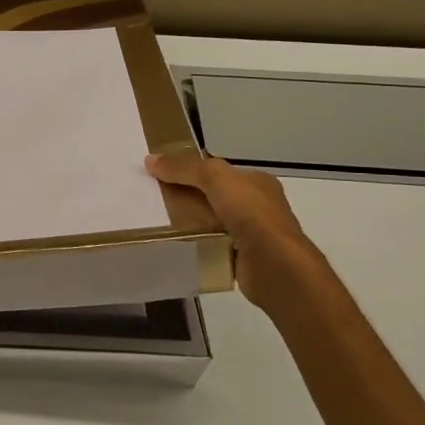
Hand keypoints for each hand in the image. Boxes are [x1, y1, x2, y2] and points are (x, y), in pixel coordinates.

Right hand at [146, 151, 321, 308]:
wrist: (274, 265)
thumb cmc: (250, 214)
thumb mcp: (215, 178)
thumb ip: (184, 168)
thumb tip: (150, 160)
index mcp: (257, 182)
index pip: (219, 171)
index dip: (191, 169)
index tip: (162, 173)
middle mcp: (257, 205)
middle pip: (213, 195)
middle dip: (187, 196)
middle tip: (154, 198)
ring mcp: (251, 233)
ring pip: (210, 221)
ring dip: (189, 222)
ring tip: (157, 221)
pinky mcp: (242, 257)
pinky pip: (211, 245)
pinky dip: (196, 244)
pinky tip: (176, 244)